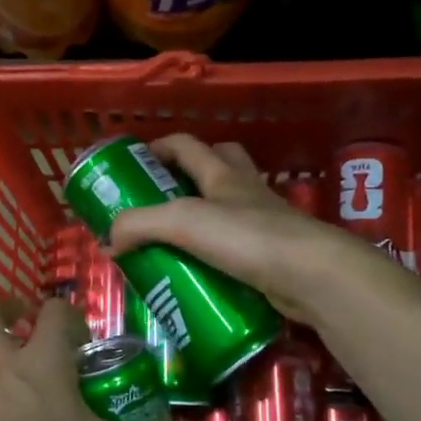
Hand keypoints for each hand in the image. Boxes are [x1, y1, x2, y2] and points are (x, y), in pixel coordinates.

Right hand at [107, 134, 376, 324]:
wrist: (310, 275)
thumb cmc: (247, 237)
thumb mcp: (183, 222)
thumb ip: (140, 225)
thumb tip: (110, 241)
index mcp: (223, 175)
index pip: (187, 146)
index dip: (160, 147)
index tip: (135, 163)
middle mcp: (245, 192)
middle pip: (219, 164)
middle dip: (189, 173)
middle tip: (161, 199)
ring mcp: (264, 223)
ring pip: (231, 208)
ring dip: (206, 217)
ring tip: (176, 241)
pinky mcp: (273, 256)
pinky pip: (240, 247)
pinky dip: (220, 255)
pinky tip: (202, 274)